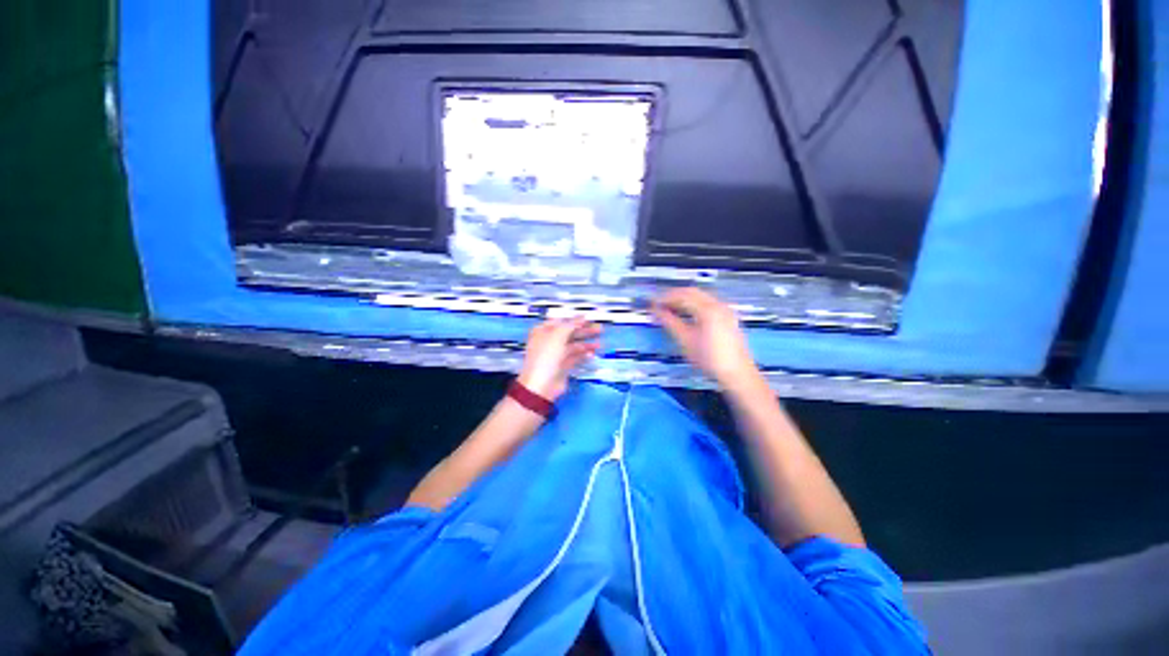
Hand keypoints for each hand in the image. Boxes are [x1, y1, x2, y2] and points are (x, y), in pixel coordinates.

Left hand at [517, 317, 601, 401]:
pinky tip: (592, 353)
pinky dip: (583, 355)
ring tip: (599, 344)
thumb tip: (581, 317)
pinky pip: (574, 357)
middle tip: (598, 329)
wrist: (541, 385)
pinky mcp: (562, 366)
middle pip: (569, 333)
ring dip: (586, 344)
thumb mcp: (557, 335)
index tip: (589, 319)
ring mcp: (555, 355)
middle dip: (584, 331)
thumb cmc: (545, 357)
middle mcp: (549, 342)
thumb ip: (570, 325)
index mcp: (543, 331)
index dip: (575, 320)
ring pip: (573, 346)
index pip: (561, 321)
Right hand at [651, 288, 759, 387]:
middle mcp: (718, 305)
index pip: (682, 295)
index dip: (665, 298)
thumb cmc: (709, 358)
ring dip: (684, 299)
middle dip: (674, 296)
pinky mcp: (728, 317)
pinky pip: (707, 303)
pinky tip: (686, 314)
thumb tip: (656, 311)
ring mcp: (725, 310)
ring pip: (700, 296)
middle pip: (692, 292)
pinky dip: (694, 304)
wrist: (737, 373)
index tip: (652, 303)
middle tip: (659, 304)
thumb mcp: (685, 341)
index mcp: (708, 309)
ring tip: (669, 309)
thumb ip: (670, 322)